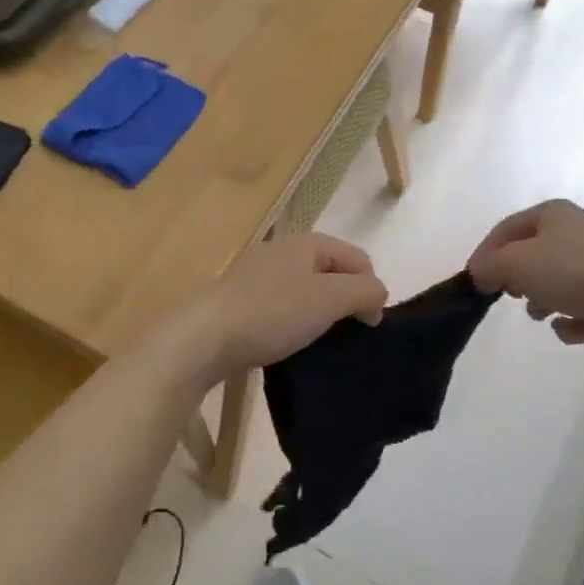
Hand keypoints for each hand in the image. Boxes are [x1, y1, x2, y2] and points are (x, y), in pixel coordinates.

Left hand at [181, 234, 387, 380]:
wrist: (205, 338)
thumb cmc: (273, 313)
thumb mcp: (329, 299)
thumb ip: (364, 291)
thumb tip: (378, 294)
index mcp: (305, 243)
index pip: (357, 257)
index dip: (372, 288)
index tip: (370, 325)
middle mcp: (281, 251)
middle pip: (331, 271)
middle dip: (346, 299)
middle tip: (348, 333)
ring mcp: (257, 274)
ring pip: (305, 289)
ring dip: (320, 312)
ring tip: (322, 340)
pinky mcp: (241, 300)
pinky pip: (282, 305)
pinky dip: (294, 320)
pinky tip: (290, 342)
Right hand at [468, 199, 583, 356]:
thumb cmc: (573, 272)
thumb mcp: (516, 263)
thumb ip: (489, 266)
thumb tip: (480, 274)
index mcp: (553, 214)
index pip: (506, 229)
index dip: (485, 253)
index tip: (474, 281)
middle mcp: (578, 231)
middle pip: (532, 254)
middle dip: (517, 278)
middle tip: (509, 296)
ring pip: (558, 280)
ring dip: (543, 301)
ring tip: (543, 315)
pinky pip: (583, 306)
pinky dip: (572, 320)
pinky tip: (570, 328)